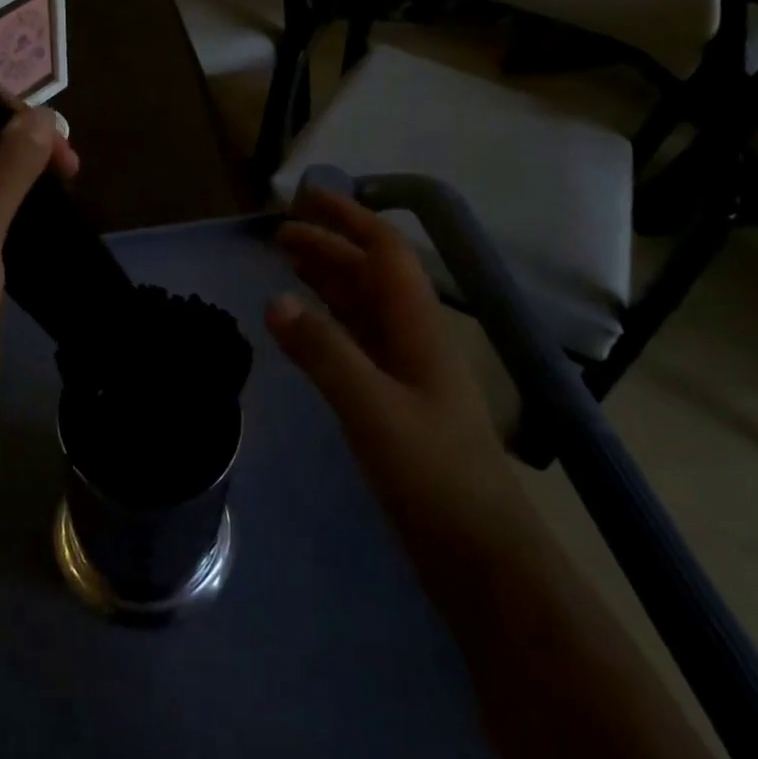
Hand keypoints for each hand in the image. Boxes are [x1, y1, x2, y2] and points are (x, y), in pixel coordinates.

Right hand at [267, 187, 514, 521]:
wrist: (482, 559)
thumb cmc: (434, 476)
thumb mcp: (373, 410)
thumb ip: (324, 353)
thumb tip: (275, 300)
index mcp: (419, 327)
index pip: (385, 252)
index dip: (348, 219)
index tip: (306, 199)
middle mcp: (415, 338)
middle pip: (371, 274)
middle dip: (329, 246)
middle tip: (279, 233)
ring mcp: (407, 372)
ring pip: (364, 306)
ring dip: (329, 279)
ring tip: (288, 263)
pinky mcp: (396, 402)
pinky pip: (358, 341)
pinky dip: (330, 320)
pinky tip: (307, 324)